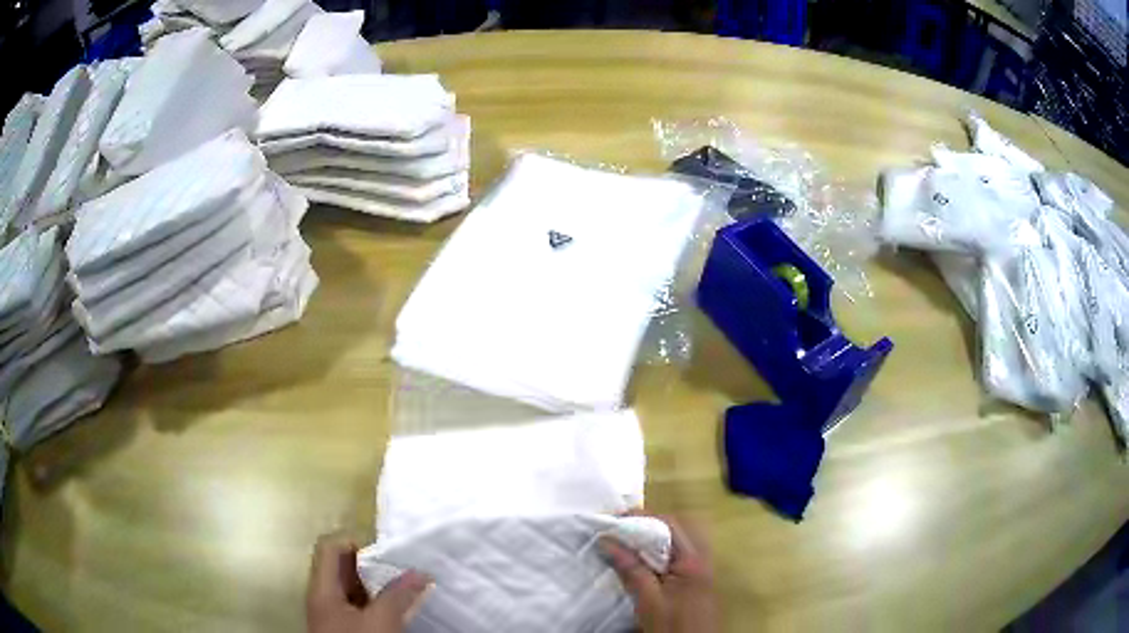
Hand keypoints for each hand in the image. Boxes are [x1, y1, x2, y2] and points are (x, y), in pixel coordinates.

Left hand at [306, 533, 430, 632]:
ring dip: (380, 587)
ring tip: (408, 588)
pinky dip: (380, 604)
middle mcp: (324, 597)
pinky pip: (362, 608)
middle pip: (344, 568)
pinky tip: (400, 610)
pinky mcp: (347, 629)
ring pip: (356, 590)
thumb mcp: (381, 621)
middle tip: (404, 570)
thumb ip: (399, 595)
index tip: (388, 554)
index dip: (357, 543)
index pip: (331, 547)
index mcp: (323, 588)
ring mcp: (334, 615)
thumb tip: (421, 572)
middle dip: (374, 566)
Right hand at [601, 516, 717, 632]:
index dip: (641, 517)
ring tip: (626, 543)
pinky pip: (676, 555)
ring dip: (652, 538)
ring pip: (676, 541)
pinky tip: (640, 561)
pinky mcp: (695, 580)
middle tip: (619, 530)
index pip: (669, 524)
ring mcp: (700, 569)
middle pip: (676, 528)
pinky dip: (657, 552)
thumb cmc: (672, 625)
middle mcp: (701, 558)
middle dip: (647, 524)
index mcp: (693, 560)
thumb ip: (631, 569)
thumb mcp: (648, 600)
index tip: (613, 520)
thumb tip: (607, 540)